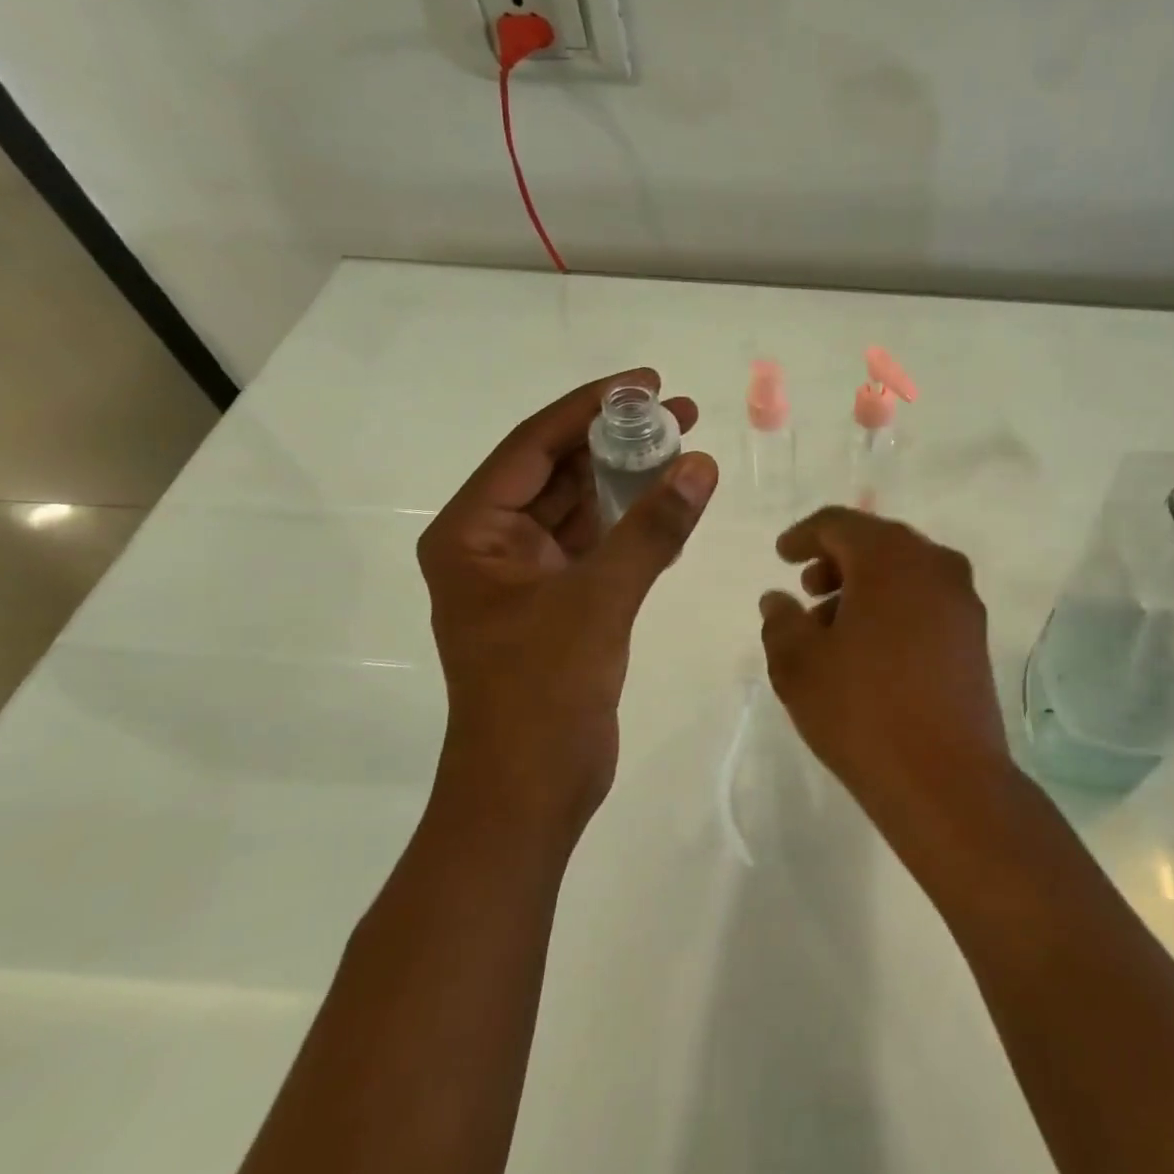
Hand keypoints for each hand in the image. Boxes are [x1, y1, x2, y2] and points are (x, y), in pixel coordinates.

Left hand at [417, 369, 718, 845]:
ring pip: (584, 505)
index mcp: (473, 532)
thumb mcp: (598, 600)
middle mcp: (494, 543)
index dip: (589, 407)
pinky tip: (677, 500)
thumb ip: (651, 528)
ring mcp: (529, 573)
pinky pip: (601, 542)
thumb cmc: (542, 693)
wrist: (530, 793)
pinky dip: (636, 521)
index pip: (533, 446)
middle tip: (679, 409)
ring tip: (686, 442)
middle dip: (618, 438)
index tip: (644, 381)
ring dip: (631, 476)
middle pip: (560, 470)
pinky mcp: (562, 600)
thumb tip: (701, 464)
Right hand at [758, 508, 1008, 823]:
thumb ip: (781, 621)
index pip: (840, 523)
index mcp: (890, 557)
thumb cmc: (862, 711)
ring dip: (864, 585)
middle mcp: (934, 564)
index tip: (781, 555)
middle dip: (836, 560)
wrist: (947, 780)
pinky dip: (893, 606)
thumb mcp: (798, 665)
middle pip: (877, 542)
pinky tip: (870, 647)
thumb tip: (778, 599)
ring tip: (831, 626)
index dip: (804, 535)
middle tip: (806, 589)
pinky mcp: (975, 635)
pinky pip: (925, 599)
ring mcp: (962, 600)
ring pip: (904, 572)